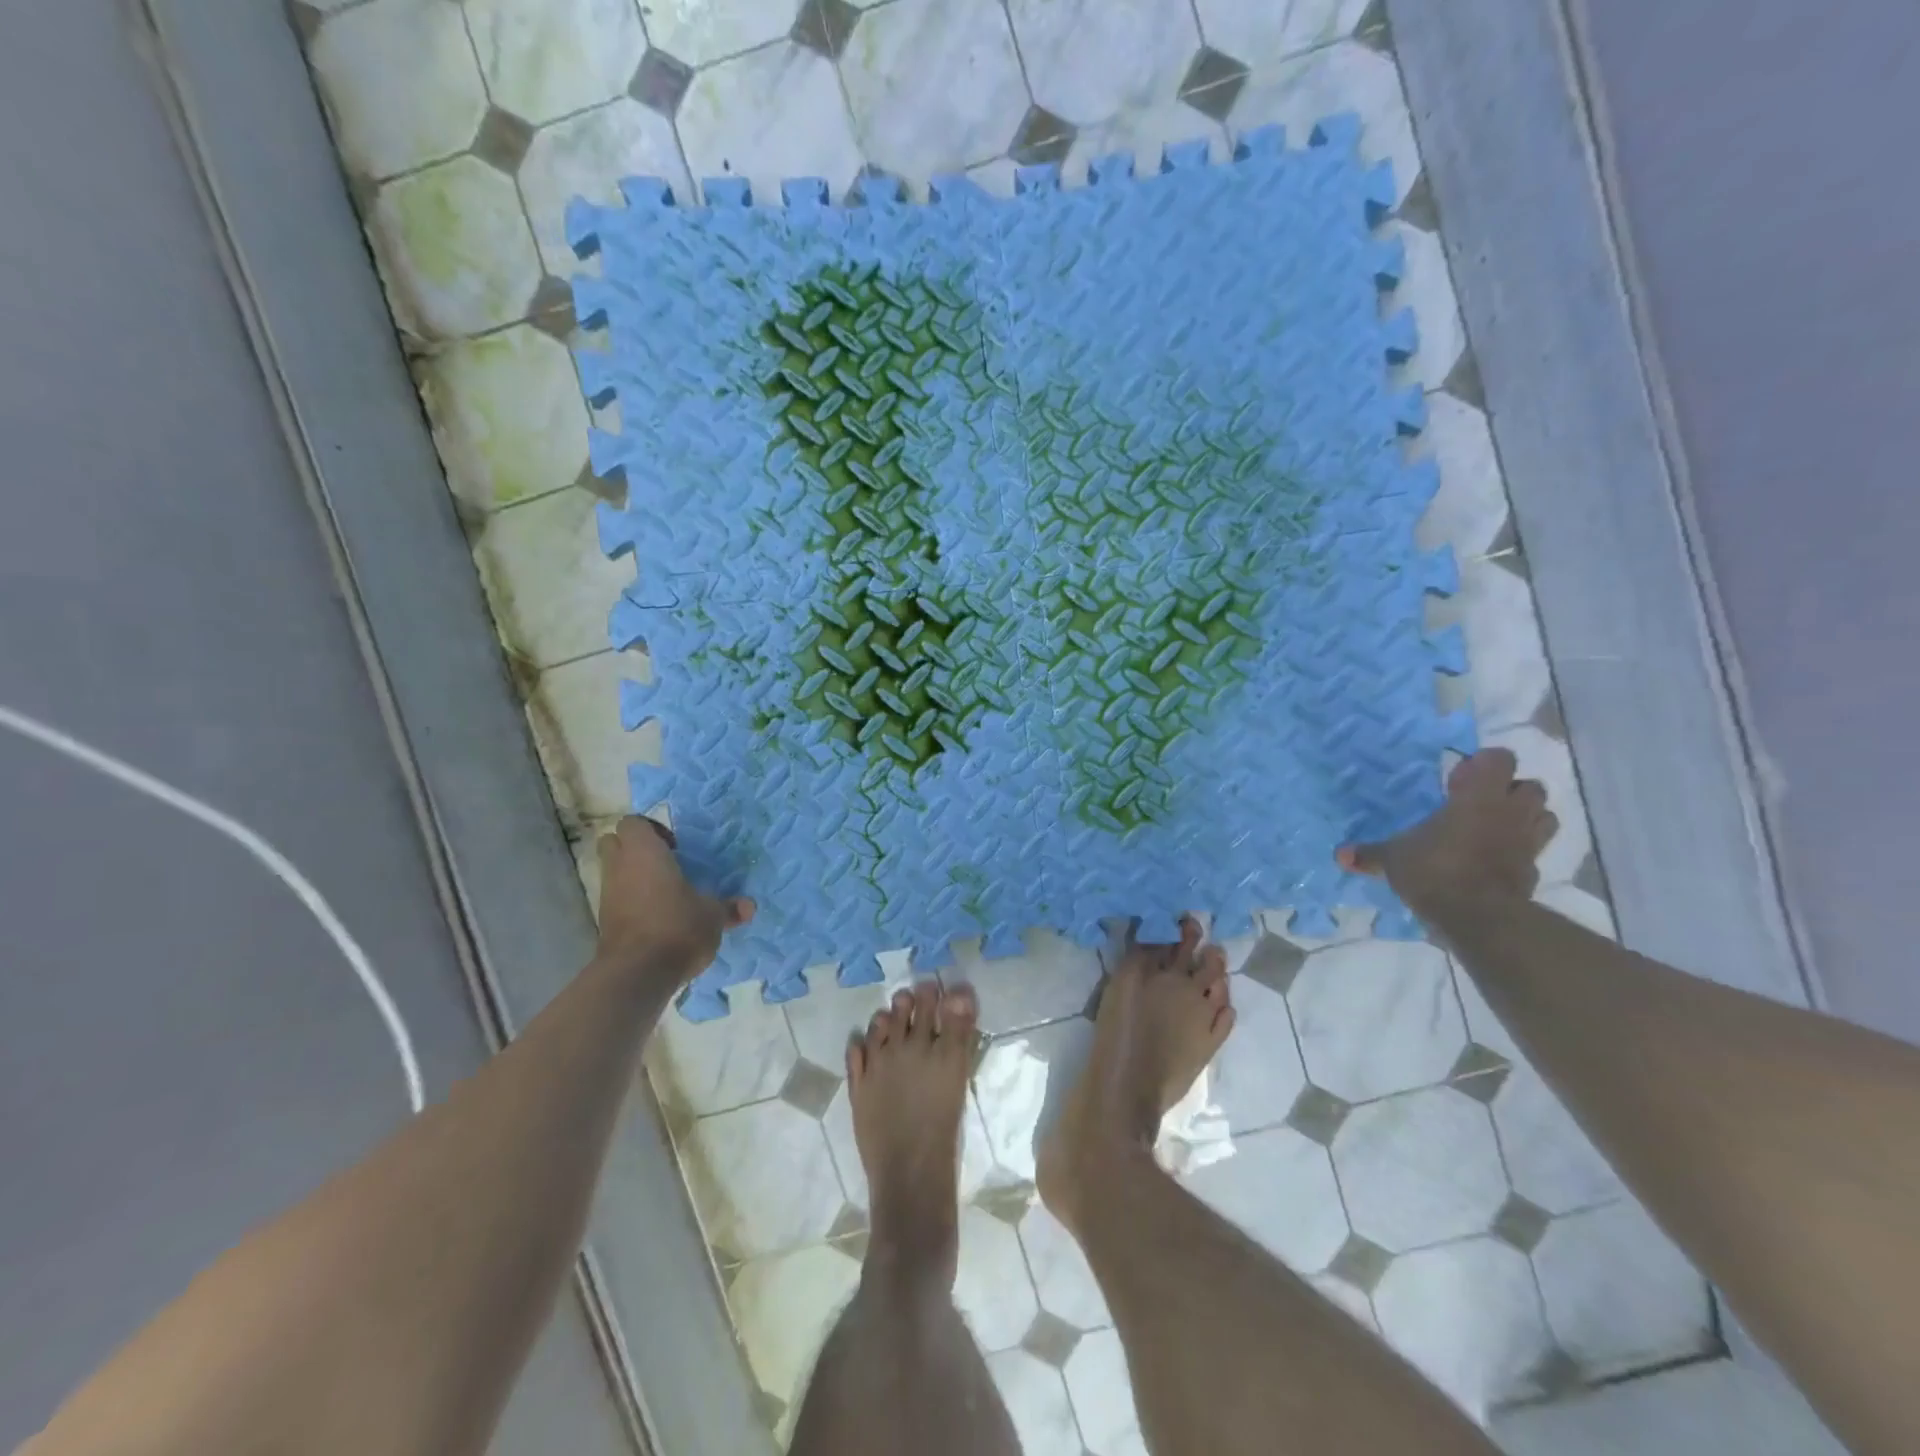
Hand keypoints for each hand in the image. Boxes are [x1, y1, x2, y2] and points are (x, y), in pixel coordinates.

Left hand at [593, 816, 753, 981]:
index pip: (633, 823)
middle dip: (635, 848)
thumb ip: (729, 908)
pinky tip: (658, 916)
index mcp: (645, 853)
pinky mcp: (605, 922)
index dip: (652, 829)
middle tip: (666, 863)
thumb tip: (749, 906)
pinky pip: (616, 899)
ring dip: (634, 876)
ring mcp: (607, 896)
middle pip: (614, 843)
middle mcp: (620, 868)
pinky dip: (632, 902)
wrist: (637, 974)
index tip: (675, 847)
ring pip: (614, 872)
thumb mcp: (713, 916)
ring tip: (666, 892)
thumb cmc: (677, 927)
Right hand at [1337, 748, 1557, 917]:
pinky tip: (1494, 861)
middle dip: (1510, 790)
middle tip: (1478, 802)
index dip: (1484, 763)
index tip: (1459, 778)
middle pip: (1531, 787)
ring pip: (1544, 817)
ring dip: (1525, 818)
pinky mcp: (1533, 872)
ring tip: (1494, 827)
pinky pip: (1534, 851)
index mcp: (1479, 797)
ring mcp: (1528, 843)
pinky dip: (1520, 851)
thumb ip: (1370, 854)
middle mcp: (1510, 813)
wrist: (1480, 918)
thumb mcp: (1393, 859)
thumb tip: (1340, 854)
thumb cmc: (1435, 870)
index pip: (1500, 759)